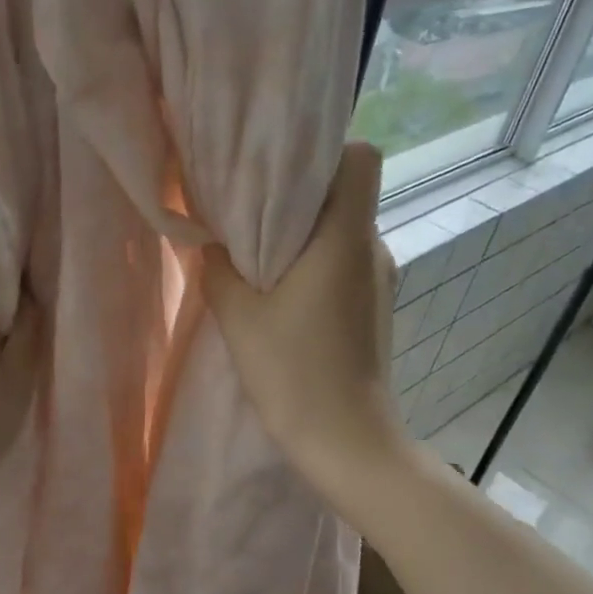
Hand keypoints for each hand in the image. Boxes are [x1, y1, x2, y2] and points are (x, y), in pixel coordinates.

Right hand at [203, 142, 408, 494]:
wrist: (347, 441)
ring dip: (306, 238)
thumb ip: (219, 270)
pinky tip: (284, 299)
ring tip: (259, 260)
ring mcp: (380, 282)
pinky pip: (345, 268)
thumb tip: (212, 245)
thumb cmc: (294, 373)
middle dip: (301, 196)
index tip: (281, 171)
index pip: (361, 158)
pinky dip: (317, 269)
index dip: (326, 152)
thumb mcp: (239, 318)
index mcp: (345, 238)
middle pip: (346, 195)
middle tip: (251, 213)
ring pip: (344, 234)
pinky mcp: (375, 311)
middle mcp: (373, 250)